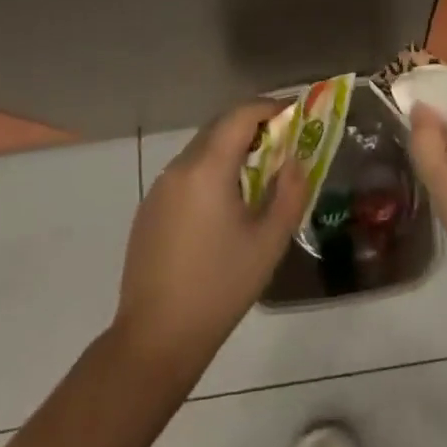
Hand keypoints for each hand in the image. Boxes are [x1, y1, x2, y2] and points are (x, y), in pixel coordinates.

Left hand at [114, 99, 312, 377]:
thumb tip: (297, 160)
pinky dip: (211, 170)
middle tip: (283, 142)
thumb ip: (290, 192)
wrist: (156, 339)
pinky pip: (186, 173)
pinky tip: (224, 204)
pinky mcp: (149, 209)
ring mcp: (160, 188)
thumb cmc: (220, 287)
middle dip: (253, 126)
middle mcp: (179, 167)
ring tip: (259, 174)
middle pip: (219, 127)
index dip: (270, 107)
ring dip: (231, 149)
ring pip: (201, 149)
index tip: (295, 114)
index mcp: (207, 168)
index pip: (241, 115)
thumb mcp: (269, 241)